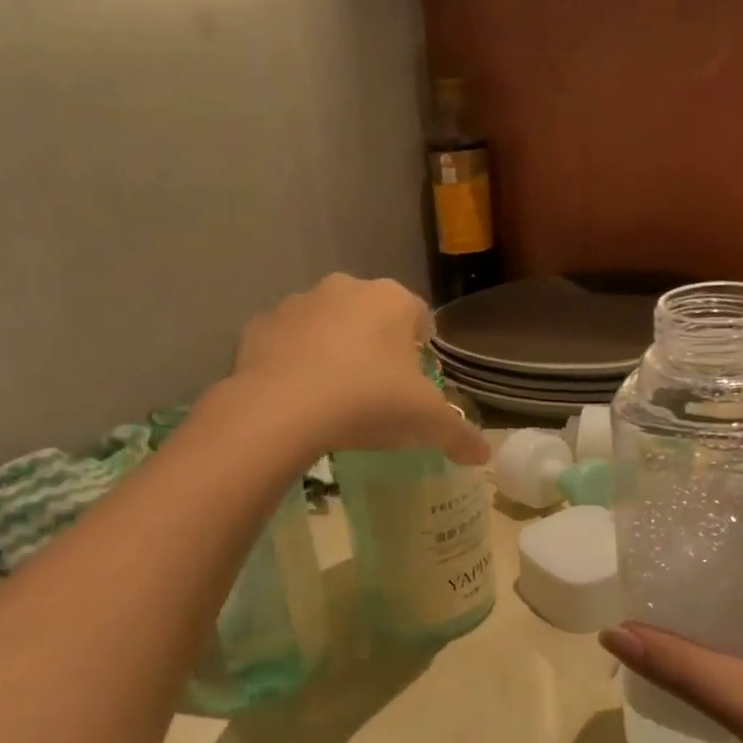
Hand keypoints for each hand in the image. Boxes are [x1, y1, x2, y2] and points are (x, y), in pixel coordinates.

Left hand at [231, 274, 488, 464]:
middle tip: (377, 390)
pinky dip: (293, 360)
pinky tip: (296, 396)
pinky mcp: (259, 325)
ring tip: (334, 395)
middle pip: (371, 315)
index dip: (421, 348)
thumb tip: (483, 454)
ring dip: (333, 348)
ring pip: (326, 324)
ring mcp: (298, 303)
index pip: (419, 316)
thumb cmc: (369, 401)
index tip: (416, 381)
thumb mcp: (426, 422)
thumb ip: (460, 435)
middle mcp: (346, 288)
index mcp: (392, 300)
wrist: (281, 410)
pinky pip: (286, 341)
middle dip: (377, 345)